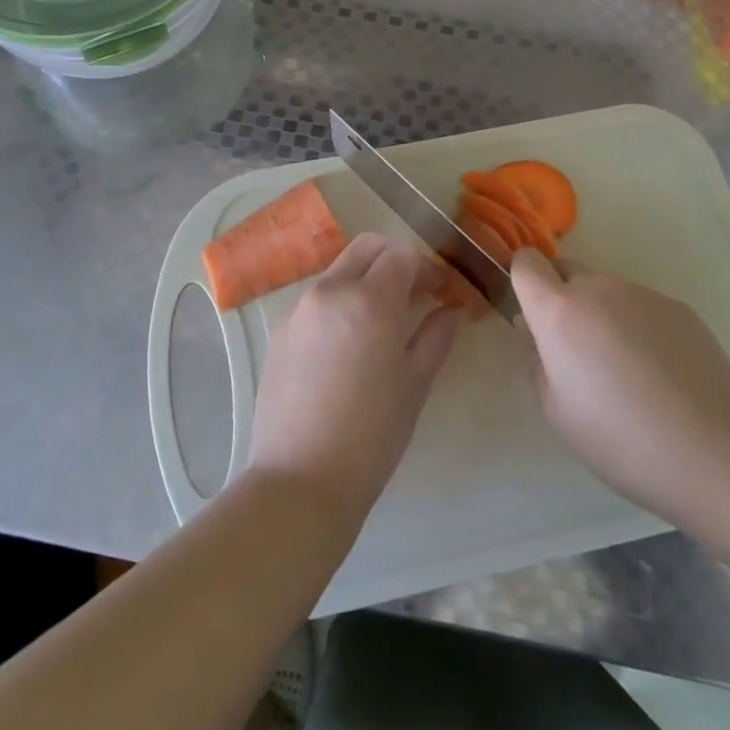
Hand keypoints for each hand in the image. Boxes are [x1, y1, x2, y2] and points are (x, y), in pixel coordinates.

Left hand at [247, 232, 463, 522]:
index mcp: (368, 300)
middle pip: (367, 248)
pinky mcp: (279, 331)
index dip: (427, 268)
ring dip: (365, 280)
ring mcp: (299, 309)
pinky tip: (348, 346)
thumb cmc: (371, 436)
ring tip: (382, 322)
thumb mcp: (415, 385)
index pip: (402, 255)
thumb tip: (450, 310)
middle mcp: (330, 291)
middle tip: (414, 294)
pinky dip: (339, 304)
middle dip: (395, 260)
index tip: (441, 290)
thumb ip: (436, 336)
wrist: (300, 480)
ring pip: (339, 271)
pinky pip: (317, 300)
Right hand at [512, 250, 729, 522]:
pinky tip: (659, 374)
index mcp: (559, 310)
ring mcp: (643, 294)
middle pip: (567, 272)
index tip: (533, 315)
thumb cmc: (620, 439)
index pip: (527, 262)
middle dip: (562, 299)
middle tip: (577, 353)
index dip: (524, 281)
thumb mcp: (555, 410)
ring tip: (626, 371)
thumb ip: (534, 357)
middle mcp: (599, 288)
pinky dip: (638, 327)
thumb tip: (531, 327)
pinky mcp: (679, 308)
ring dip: (602, 315)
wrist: (716, 452)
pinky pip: (641, 306)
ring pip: (606, 291)